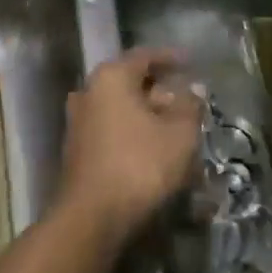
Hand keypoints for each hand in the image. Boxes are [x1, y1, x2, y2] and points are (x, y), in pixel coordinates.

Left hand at [59, 49, 201, 243]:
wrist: (92, 216)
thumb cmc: (140, 165)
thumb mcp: (180, 134)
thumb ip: (190, 106)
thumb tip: (194, 88)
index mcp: (111, 77)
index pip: (145, 56)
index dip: (171, 58)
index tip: (192, 63)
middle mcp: (88, 91)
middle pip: (131, 82)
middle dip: (161, 91)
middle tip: (189, 102)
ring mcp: (79, 120)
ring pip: (122, 108)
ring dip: (148, 115)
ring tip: (176, 128)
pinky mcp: (78, 148)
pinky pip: (113, 128)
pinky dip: (134, 132)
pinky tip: (155, 149)